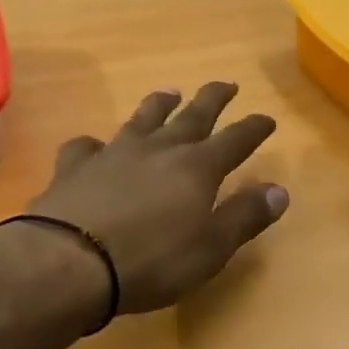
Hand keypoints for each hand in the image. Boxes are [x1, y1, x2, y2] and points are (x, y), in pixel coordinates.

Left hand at [18, 82, 287, 314]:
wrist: (68, 263)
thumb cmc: (151, 260)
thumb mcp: (211, 248)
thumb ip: (245, 216)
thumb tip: (280, 190)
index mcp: (197, 167)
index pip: (236, 139)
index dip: (254, 128)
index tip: (267, 119)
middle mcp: (159, 149)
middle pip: (193, 115)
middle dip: (214, 99)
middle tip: (227, 84)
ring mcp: (114, 153)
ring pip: (143, 118)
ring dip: (160, 104)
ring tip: (170, 93)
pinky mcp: (75, 167)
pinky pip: (86, 145)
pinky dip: (94, 144)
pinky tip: (94, 147)